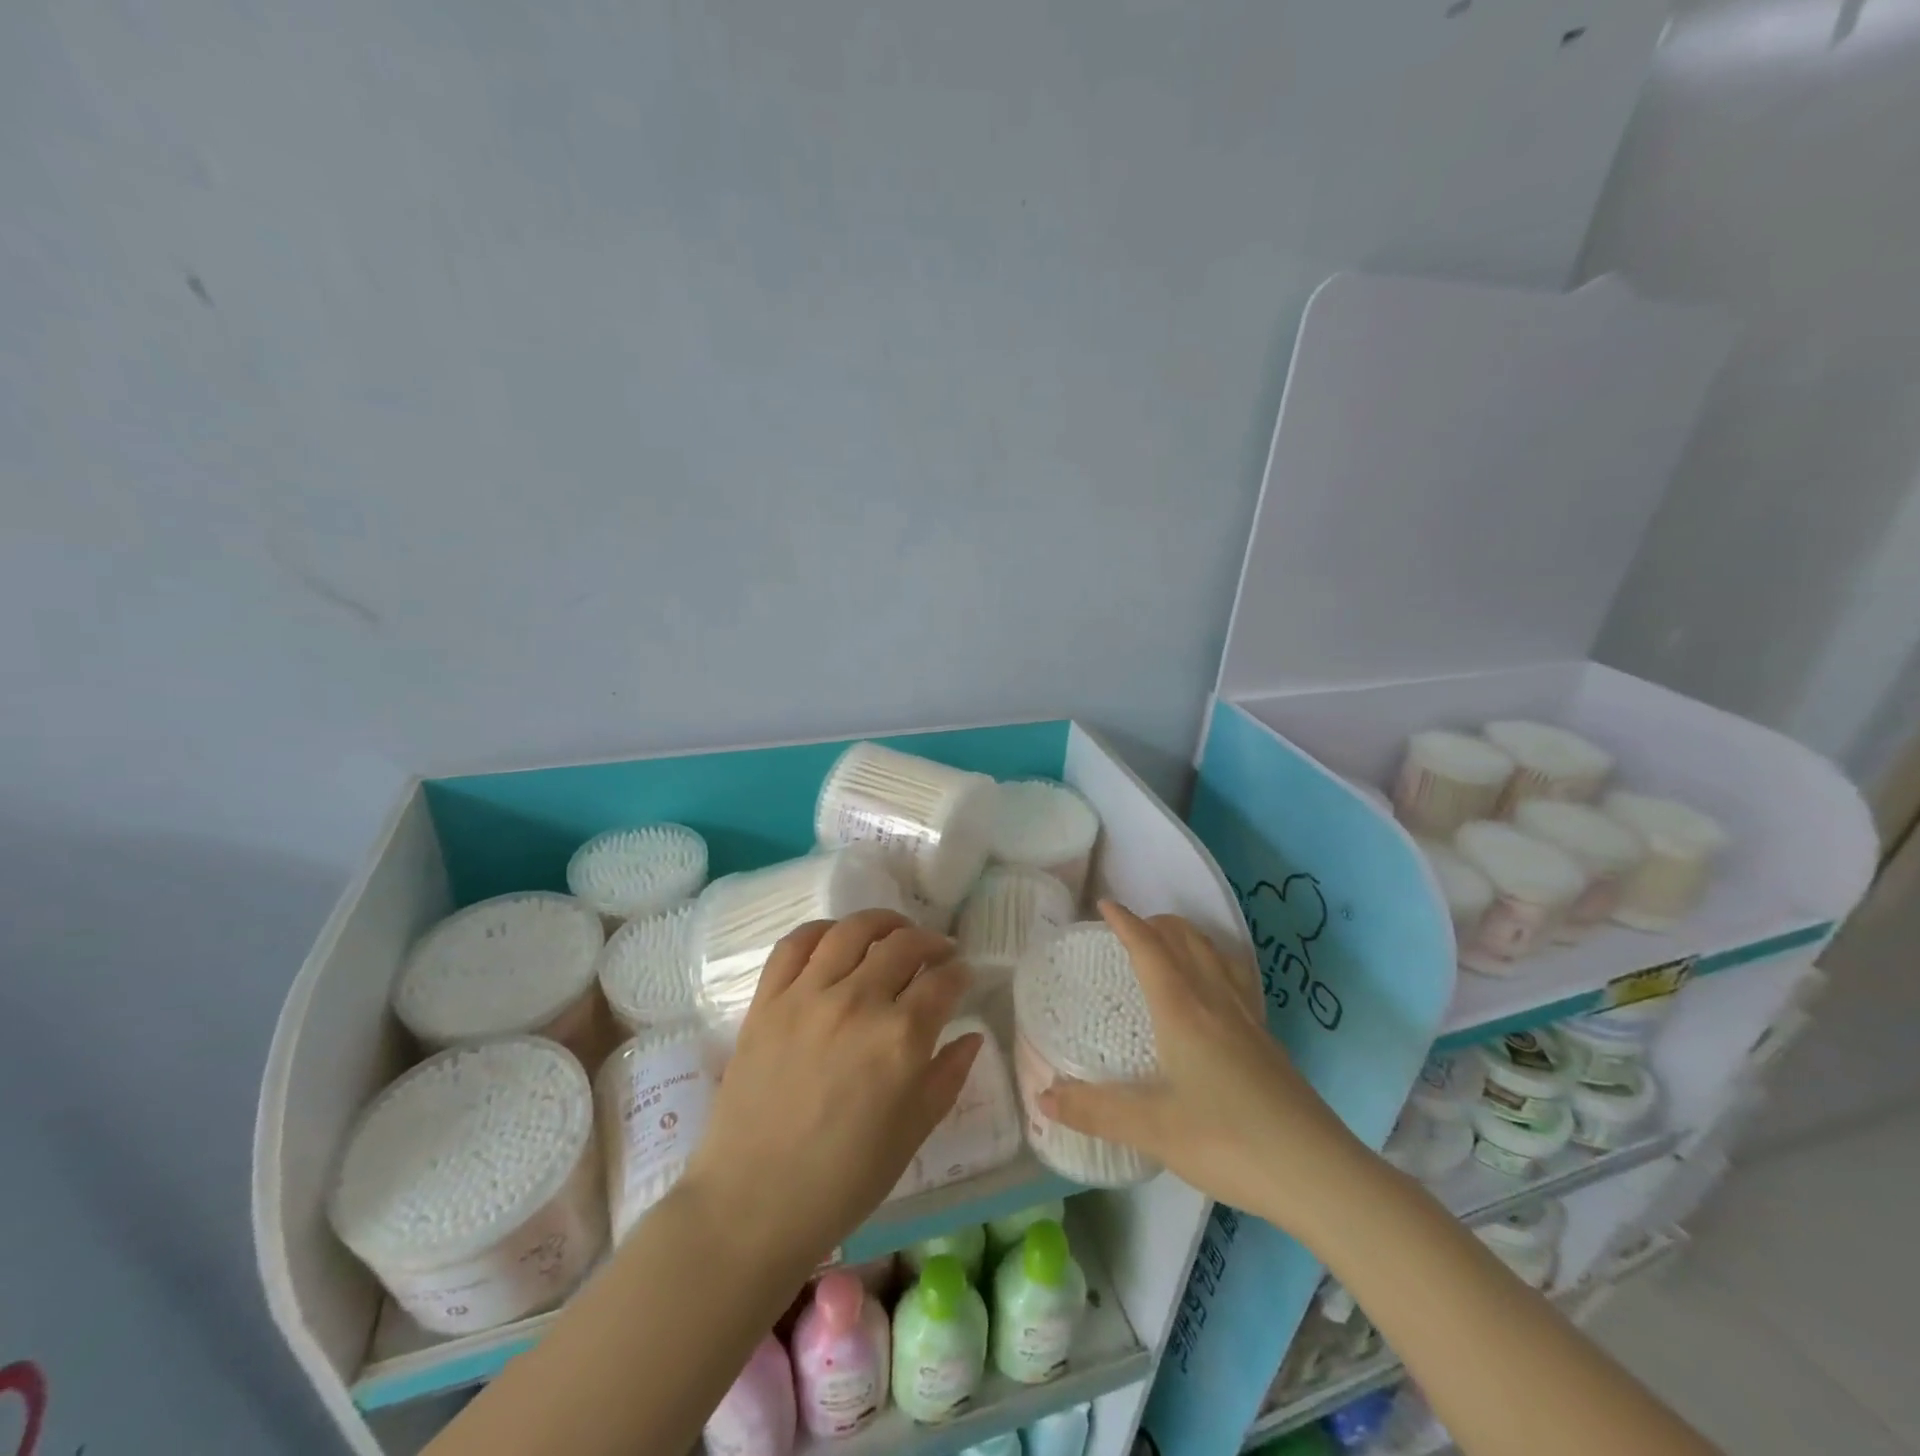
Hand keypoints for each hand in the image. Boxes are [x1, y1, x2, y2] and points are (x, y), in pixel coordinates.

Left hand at [683, 909, 981, 1267]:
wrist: (752, 1204)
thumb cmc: (843, 1181)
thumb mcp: (913, 1134)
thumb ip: (948, 1077)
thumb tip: (972, 1036)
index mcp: (901, 1039)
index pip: (943, 982)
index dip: (960, 973)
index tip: (963, 975)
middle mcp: (858, 1002)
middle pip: (904, 945)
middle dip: (931, 942)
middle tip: (938, 952)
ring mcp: (807, 996)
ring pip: (853, 930)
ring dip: (883, 923)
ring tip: (894, 931)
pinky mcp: (768, 1000)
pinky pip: (795, 944)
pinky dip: (822, 930)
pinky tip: (837, 937)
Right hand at [1038, 901, 1361, 1226]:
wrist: (1318, 1173)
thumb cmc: (1229, 1141)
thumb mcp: (1154, 1129)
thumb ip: (1096, 1111)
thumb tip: (1043, 1096)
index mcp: (1183, 1011)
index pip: (1150, 949)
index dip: (1126, 923)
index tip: (1105, 905)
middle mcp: (1216, 1002)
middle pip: (1187, 941)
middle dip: (1157, 923)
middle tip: (1131, 927)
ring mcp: (1247, 1019)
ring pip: (1216, 955)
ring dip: (1188, 937)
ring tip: (1170, 943)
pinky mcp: (1268, 1041)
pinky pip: (1236, 980)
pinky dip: (1216, 963)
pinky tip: (1217, 988)